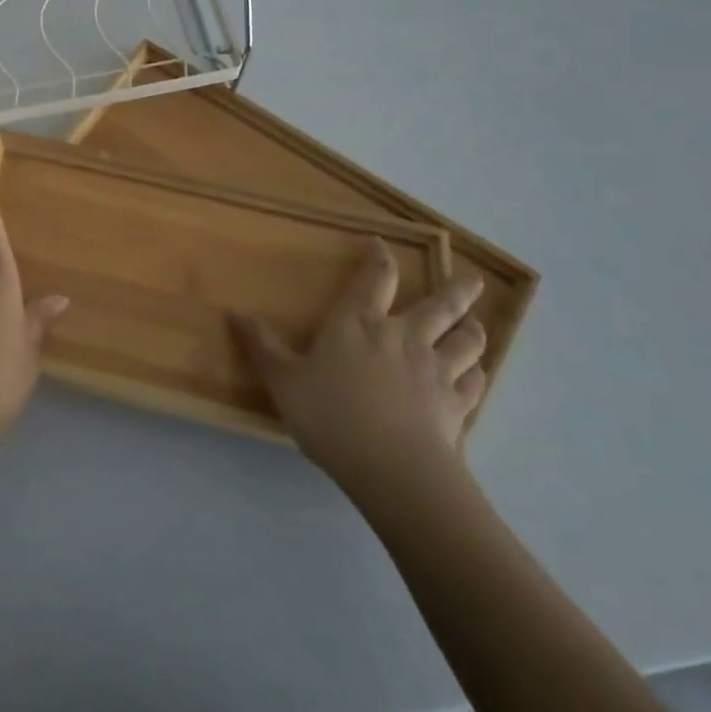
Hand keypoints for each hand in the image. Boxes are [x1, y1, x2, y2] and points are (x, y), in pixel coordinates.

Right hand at [229, 242, 487, 513]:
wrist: (393, 468)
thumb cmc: (331, 415)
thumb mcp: (283, 381)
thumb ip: (262, 346)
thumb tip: (234, 312)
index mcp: (359, 322)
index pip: (375, 278)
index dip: (379, 258)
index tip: (381, 243)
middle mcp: (404, 335)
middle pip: (441, 304)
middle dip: (457, 289)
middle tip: (472, 279)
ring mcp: (436, 370)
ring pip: (466, 340)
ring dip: (472, 330)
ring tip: (474, 324)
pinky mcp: (458, 404)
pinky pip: (475, 382)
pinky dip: (476, 375)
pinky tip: (475, 375)